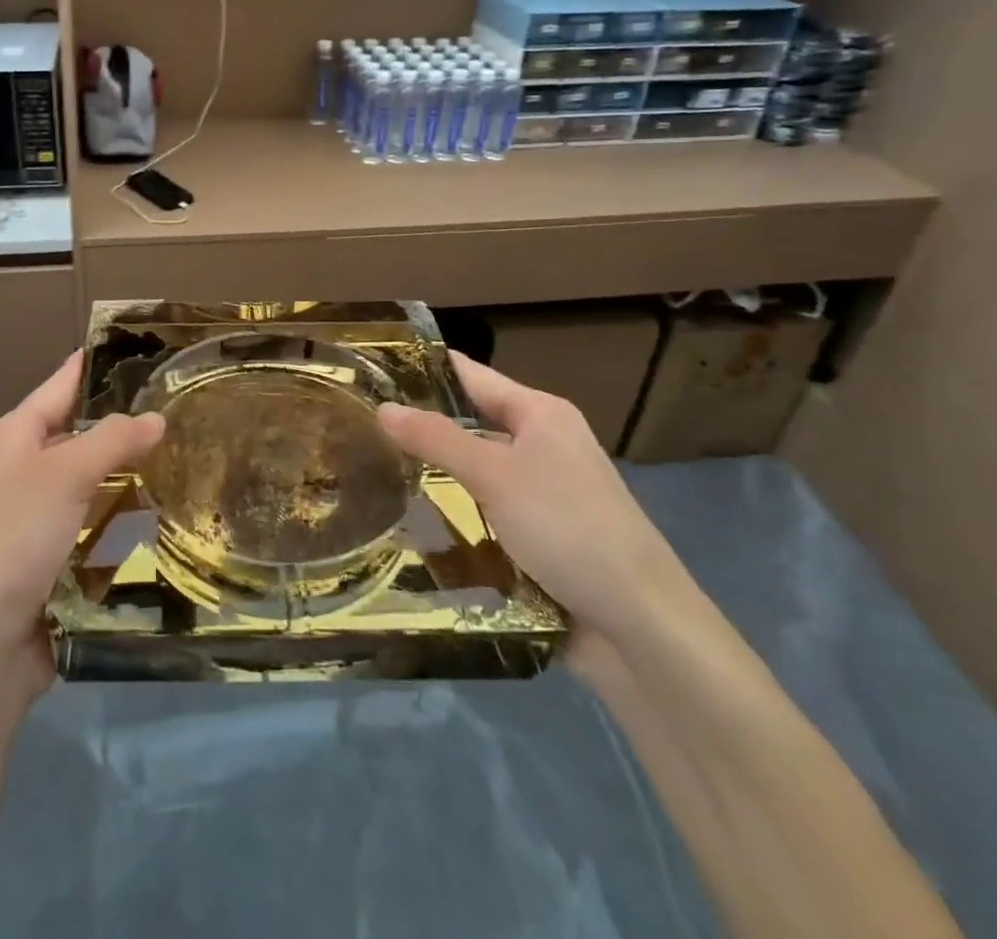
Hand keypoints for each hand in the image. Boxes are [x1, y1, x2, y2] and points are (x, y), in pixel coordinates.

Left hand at [0, 352, 164, 692]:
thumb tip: (157, 416)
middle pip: (82, 433)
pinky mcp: (55, 556)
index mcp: (14, 437)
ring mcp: (38, 516)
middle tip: (185, 407)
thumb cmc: (16, 539)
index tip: (145, 348)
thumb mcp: (64, 475)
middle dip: (127, 424)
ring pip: (95, 480)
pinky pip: (98, 523)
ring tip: (190, 455)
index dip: (98, 365)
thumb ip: (113, 439)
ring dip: (131, 474)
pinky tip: (166, 513)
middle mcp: (23, 469)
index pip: (62, 384)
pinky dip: (126, 517)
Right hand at [376, 351, 688, 643]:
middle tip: (357, 425)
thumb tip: (382, 408)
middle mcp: (542, 444)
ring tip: (368, 469)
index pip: (469, 375)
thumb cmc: (568, 528)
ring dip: (433, 475)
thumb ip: (435, 438)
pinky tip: (408, 520)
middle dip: (419, 427)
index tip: (369, 371)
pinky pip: (483, 512)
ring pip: (473, 472)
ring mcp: (541, 493)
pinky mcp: (537, 537)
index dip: (422, 369)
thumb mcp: (495, 475)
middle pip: (470, 423)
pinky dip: (452, 514)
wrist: (640, 627)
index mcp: (540, 413)